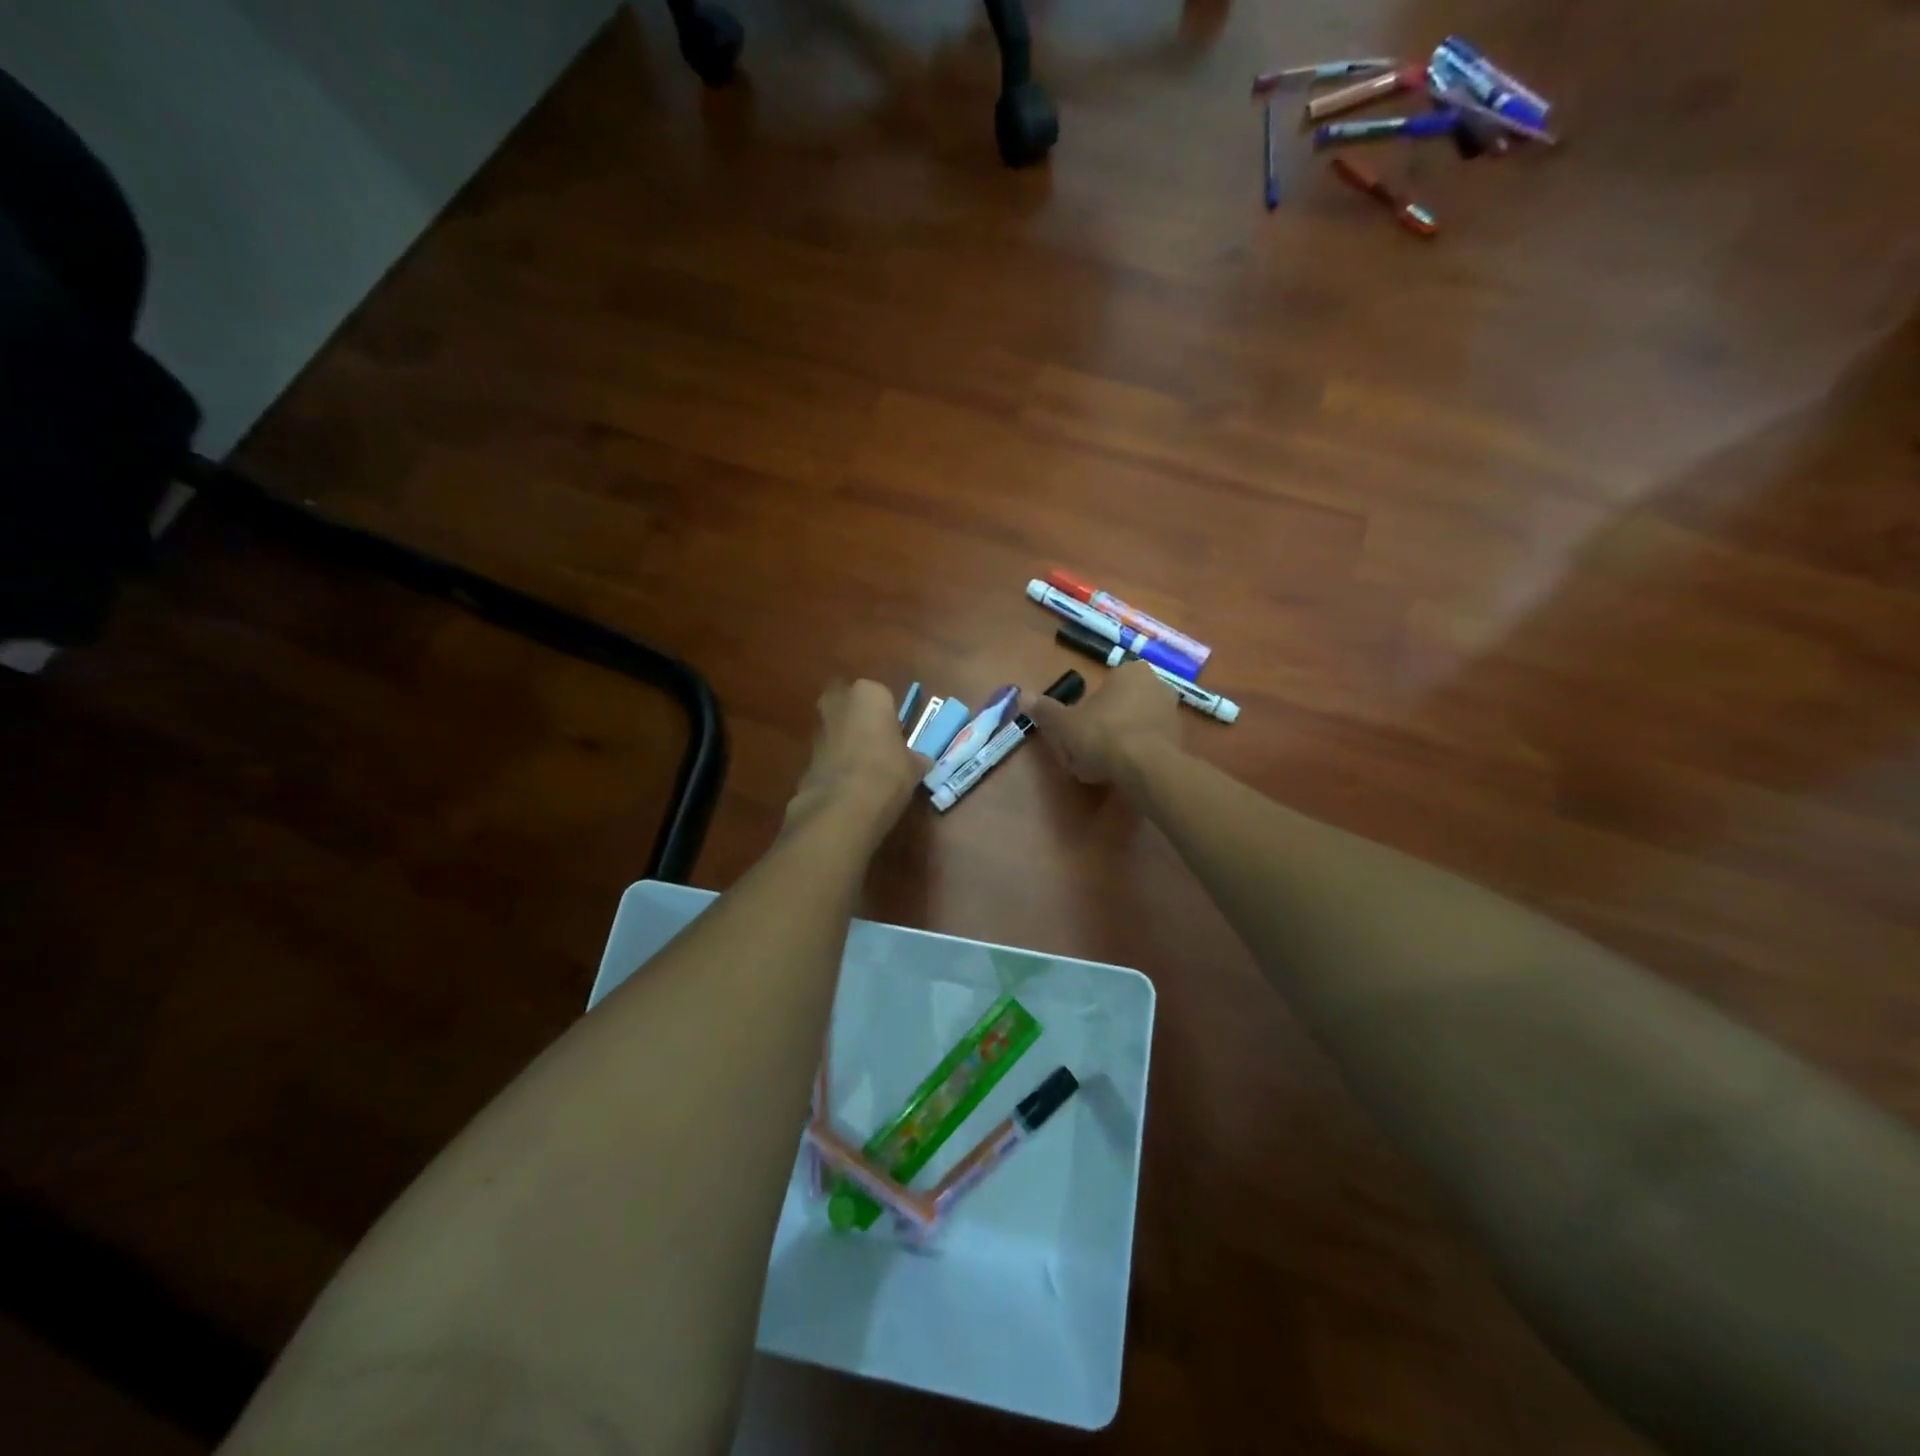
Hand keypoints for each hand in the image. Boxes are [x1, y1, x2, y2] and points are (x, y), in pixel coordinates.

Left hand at [783, 680, 930, 840]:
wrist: (842, 807)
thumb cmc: (887, 773)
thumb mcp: (913, 767)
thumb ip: (914, 758)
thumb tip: (919, 762)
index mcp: (870, 694)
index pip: (882, 697)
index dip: (889, 718)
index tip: (897, 738)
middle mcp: (839, 702)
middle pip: (848, 703)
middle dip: (858, 718)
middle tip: (876, 742)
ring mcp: (818, 728)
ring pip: (834, 727)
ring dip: (845, 740)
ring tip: (865, 768)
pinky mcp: (805, 755)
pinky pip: (826, 752)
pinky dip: (834, 762)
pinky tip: (849, 784)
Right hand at [1025, 659, 1180, 785]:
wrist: (1146, 768)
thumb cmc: (1102, 735)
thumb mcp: (1064, 723)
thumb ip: (1045, 710)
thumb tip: (1022, 695)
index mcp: (1131, 671)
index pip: (1104, 685)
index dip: (1087, 709)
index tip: (1077, 729)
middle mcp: (1157, 684)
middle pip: (1121, 705)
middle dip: (1104, 724)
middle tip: (1086, 749)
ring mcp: (1173, 713)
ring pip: (1136, 725)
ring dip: (1120, 741)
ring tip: (1101, 766)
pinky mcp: (1181, 740)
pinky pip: (1150, 744)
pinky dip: (1137, 755)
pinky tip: (1122, 773)